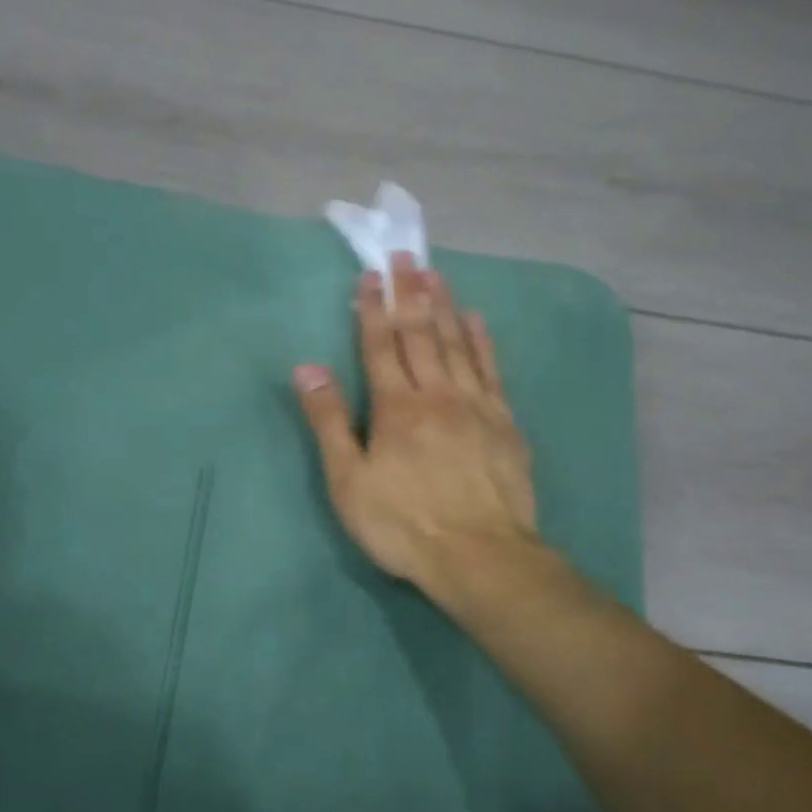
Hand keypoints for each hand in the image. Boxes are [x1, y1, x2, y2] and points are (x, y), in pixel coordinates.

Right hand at [293, 255, 538, 595]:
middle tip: (406, 255)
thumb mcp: (348, 481)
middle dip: (410, 292)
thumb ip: (329, 422)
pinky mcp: (504, 422)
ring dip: (444, 306)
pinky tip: (477, 320)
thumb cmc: (403, 524)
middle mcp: (436, 394)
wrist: (479, 556)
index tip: (371, 274)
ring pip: (457, 344)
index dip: (373, 307)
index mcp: (395, 407)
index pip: (380, 345)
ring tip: (436, 274)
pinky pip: (491, 370)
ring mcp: (475, 405)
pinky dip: (482, 341)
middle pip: (420, 334)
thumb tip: (307, 369)